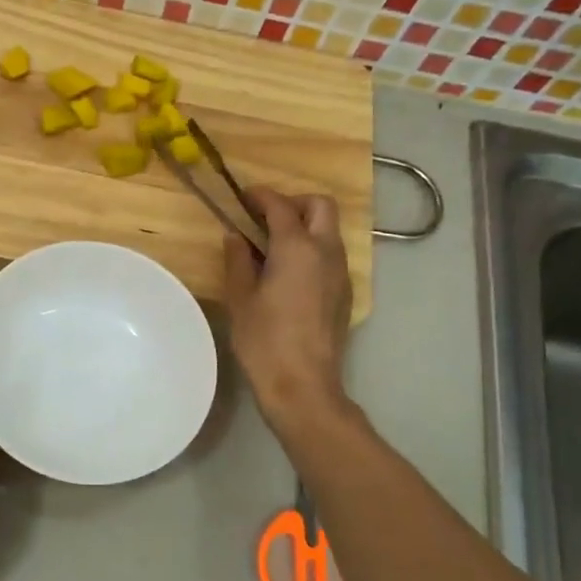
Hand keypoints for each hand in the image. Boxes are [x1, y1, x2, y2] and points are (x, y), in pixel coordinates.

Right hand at [223, 187, 352, 433]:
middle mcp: (326, 252)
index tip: (242, 196)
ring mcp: (341, 273)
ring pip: (329, 231)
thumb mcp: (240, 298)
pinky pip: (332, 255)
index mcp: (297, 248)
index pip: (281, 206)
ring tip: (273, 245)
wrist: (303, 385)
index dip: (260, 195)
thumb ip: (237, 260)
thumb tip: (235, 236)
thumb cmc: (264, 341)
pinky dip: (312, 249)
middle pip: (320, 206)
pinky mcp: (345, 293)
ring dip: (305, 226)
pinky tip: (289, 273)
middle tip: (265, 217)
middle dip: (294, 202)